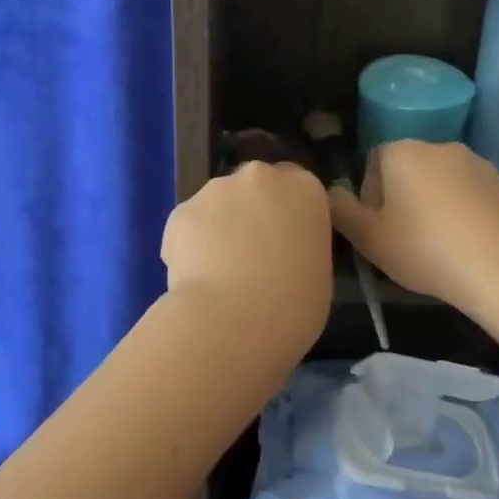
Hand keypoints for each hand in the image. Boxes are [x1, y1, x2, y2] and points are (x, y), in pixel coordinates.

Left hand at [162, 162, 332, 347]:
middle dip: (251, 212)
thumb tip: (281, 252)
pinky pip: (188, 227)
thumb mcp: (318, 272)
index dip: (287, 214)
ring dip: (219, 228)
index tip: (283, 242)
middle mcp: (260, 177)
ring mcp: (216, 190)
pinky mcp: (180, 212)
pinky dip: (189, 247)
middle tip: (251, 256)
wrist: (234, 321)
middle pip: (255, 188)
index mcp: (304, 188)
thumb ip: (300, 246)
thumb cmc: (294, 305)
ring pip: (218, 204)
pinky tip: (195, 279)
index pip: (297, 187)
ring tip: (218, 274)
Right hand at [328, 141, 498, 312]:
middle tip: (407, 238)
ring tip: (443, 246)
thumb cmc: (423, 248)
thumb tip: (332, 192)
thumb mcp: (368, 238)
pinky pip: (481, 199)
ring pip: (450, 182)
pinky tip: (475, 248)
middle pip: (413, 168)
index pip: (375, 160)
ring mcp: (483, 166)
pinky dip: (474, 216)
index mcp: (403, 152)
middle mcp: (443, 148)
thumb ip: (342, 211)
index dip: (372, 193)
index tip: (377, 226)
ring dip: (442, 204)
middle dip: (407, 196)